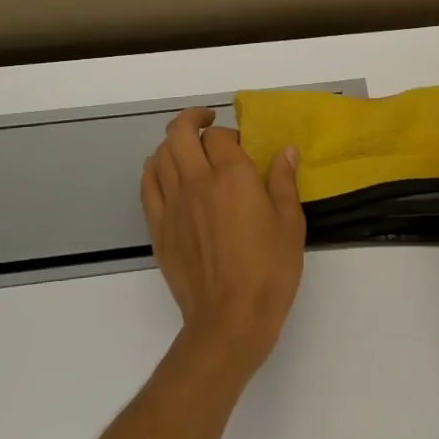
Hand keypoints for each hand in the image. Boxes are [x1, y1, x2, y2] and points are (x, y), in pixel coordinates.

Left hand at [141, 108, 305, 377]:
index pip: (222, 135)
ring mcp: (172, 204)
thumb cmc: (269, 270)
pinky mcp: (158, 227)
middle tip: (209, 122)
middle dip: (193, 119)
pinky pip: (147, 184)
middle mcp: (197, 181)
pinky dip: (155, 168)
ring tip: (189, 148)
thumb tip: (285, 150)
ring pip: (160, 154)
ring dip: (174, 142)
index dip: (232, 133)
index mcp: (233, 176)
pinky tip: (168, 173)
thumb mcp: (291, 223)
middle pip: (180, 133)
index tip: (244, 145)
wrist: (229, 318)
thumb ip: (284, 181)